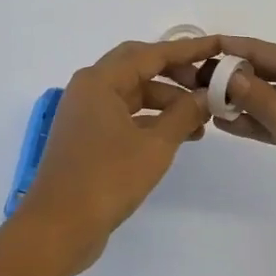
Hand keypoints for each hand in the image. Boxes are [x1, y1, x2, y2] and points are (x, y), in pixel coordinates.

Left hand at [16, 34, 218, 273]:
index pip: (152, 53)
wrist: (57, 229)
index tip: (218, 47)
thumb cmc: (106, 179)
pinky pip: (126, 114)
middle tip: (207, 82)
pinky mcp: (88, 137)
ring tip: (201, 119)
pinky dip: (152, 120)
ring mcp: (86, 113)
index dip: (188, 50)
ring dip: (167, 101)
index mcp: (100, 81)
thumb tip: (207, 95)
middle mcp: (89, 88)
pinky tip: (178, 135)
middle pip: (140, 67)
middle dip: (176, 72)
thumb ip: (184, 114)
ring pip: (134, 92)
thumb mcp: (155, 145)